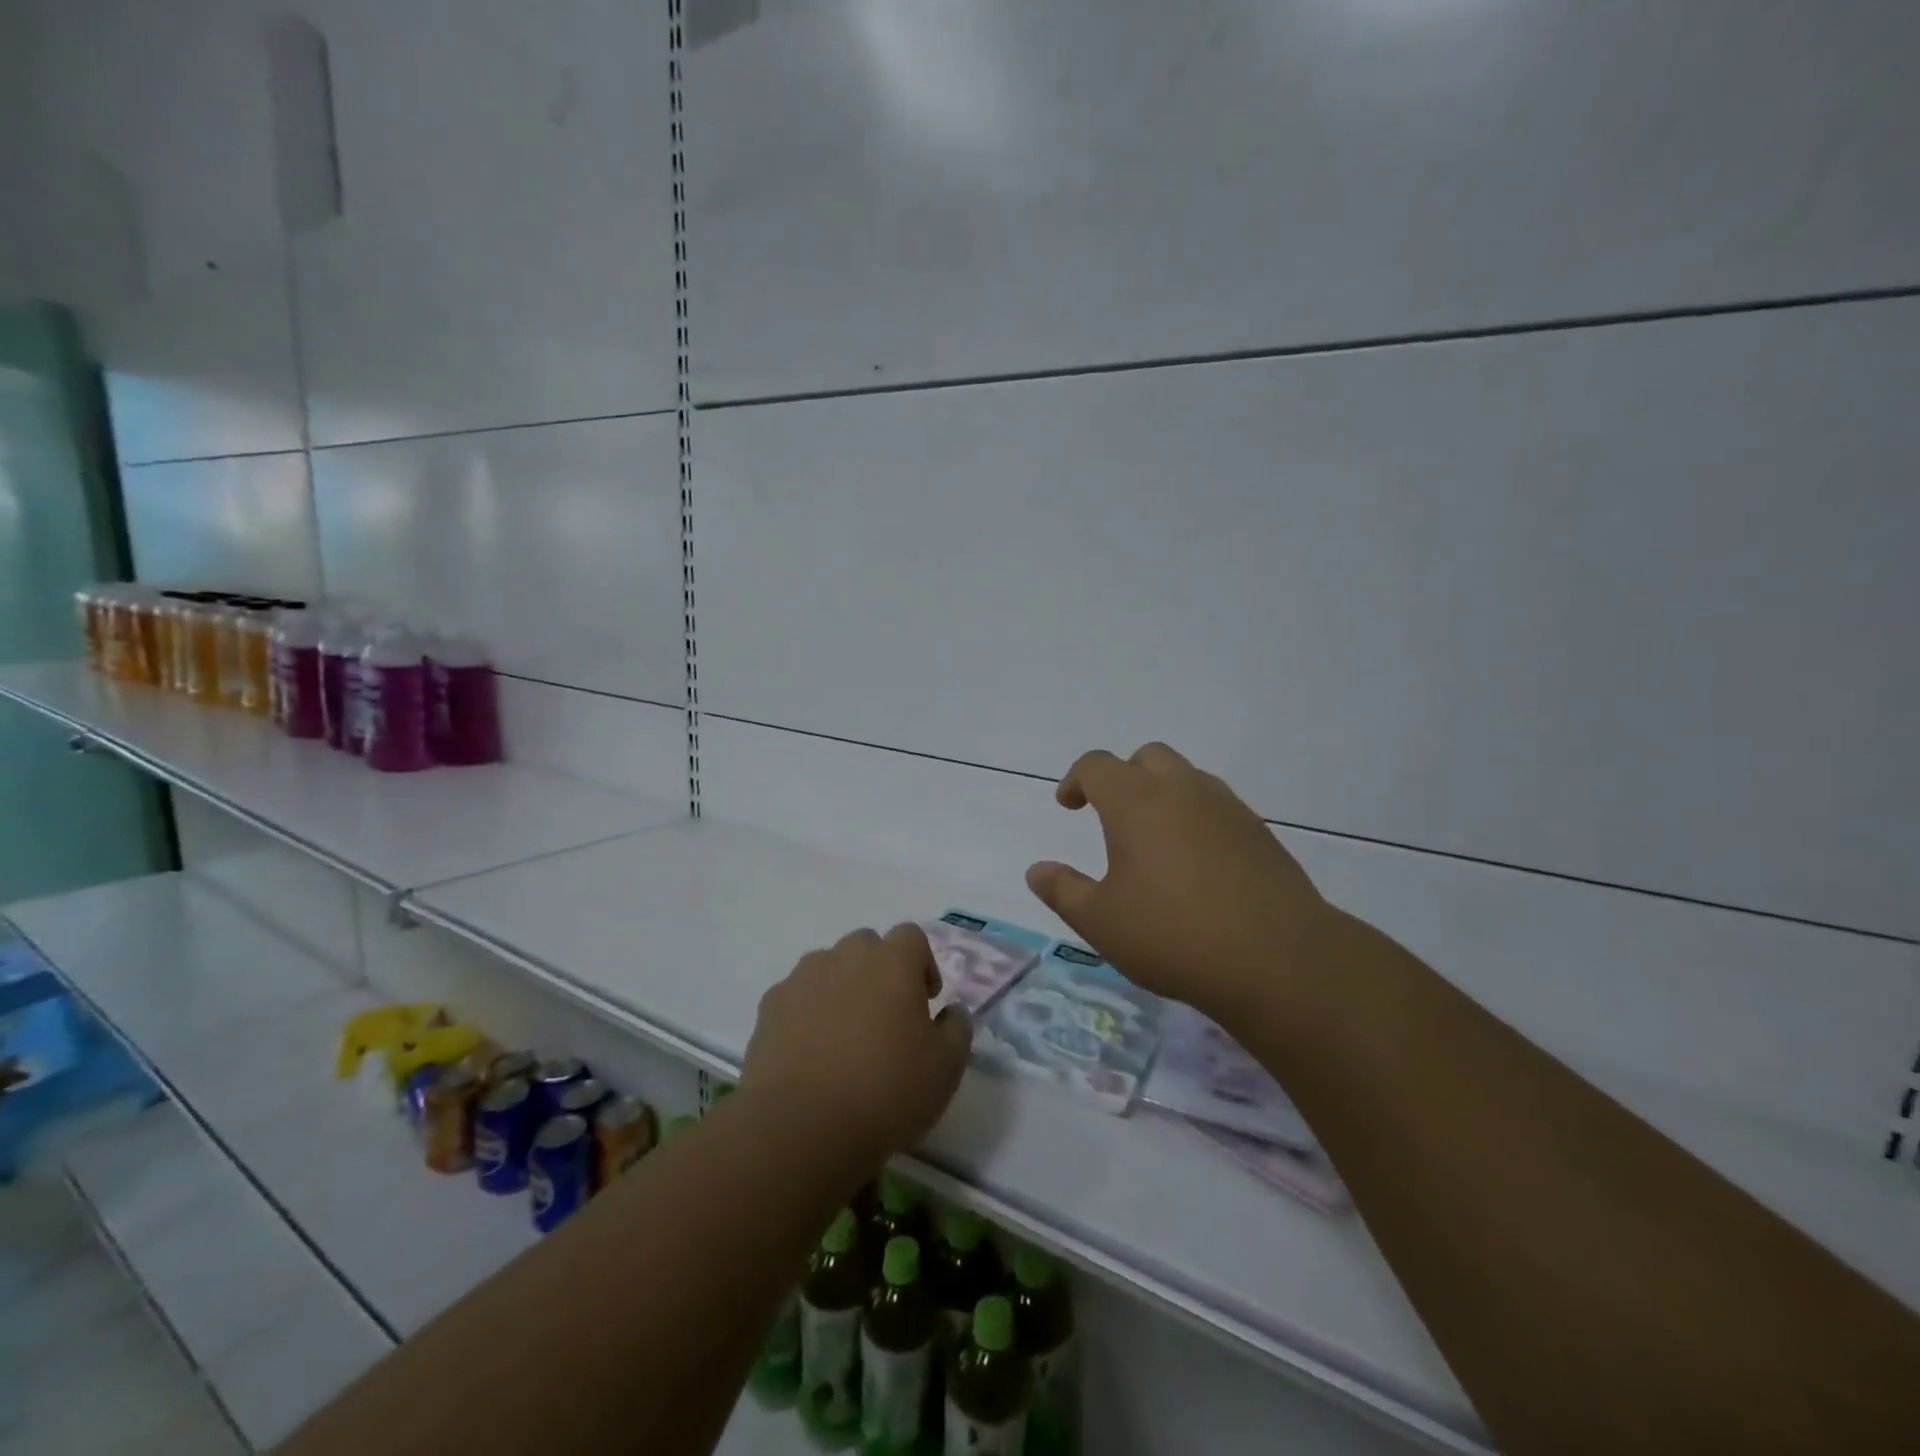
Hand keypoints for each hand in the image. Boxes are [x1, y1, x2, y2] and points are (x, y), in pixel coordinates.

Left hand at [741, 924, 971, 1165]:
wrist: (799, 1126)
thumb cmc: (884, 1091)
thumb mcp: (945, 1068)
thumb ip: (957, 1029)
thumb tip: (951, 1011)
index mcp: (892, 963)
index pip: (911, 936)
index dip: (922, 963)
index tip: (925, 1001)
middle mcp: (846, 957)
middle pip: (867, 945)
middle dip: (880, 970)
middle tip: (886, 1016)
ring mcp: (803, 979)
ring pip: (828, 967)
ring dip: (842, 987)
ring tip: (845, 1035)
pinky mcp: (770, 1007)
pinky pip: (797, 996)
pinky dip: (807, 1012)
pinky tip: (811, 1053)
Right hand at [1026, 743, 1332, 1020]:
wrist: (1277, 959)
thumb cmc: (1173, 935)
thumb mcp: (1101, 921)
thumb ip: (1063, 891)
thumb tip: (1036, 870)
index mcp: (1135, 801)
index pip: (1097, 765)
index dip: (1076, 780)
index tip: (1068, 806)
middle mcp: (1182, 790)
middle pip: (1147, 757)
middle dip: (1123, 777)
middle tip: (1111, 817)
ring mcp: (1227, 807)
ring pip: (1187, 777)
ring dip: (1163, 794)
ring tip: (1155, 842)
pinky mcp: (1260, 832)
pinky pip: (1218, 807)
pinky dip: (1197, 818)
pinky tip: (1197, 865)